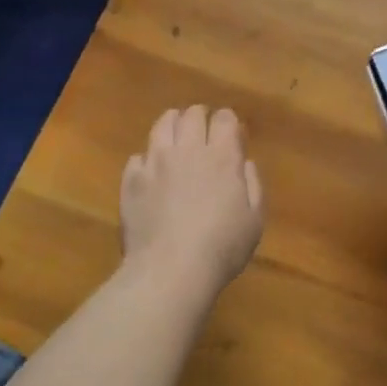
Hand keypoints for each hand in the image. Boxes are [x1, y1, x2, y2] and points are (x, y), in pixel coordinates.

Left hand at [121, 106, 264, 296]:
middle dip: (200, 117)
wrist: (170, 271)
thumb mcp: (254, 220)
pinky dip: (146, 159)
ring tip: (175, 137)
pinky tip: (151, 172)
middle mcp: (188, 150)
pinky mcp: (131, 180)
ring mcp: (155, 162)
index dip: (228, 121)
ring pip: (162, 125)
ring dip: (172, 125)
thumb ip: (253, 185)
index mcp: (222, 156)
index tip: (230, 132)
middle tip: (203, 132)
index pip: (224, 118)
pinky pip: (137, 156)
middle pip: (192, 114)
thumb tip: (244, 162)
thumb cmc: (221, 248)